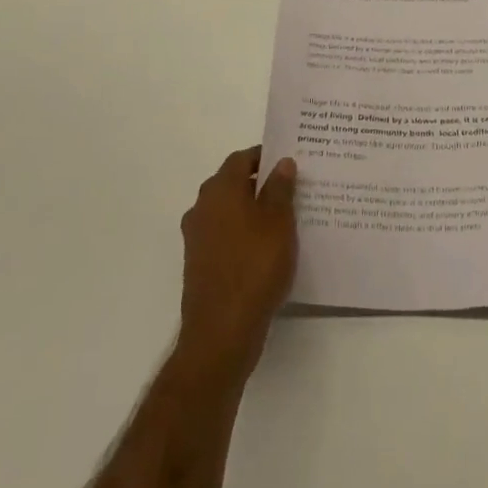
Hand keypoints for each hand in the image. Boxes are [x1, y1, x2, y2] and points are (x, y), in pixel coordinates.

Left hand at [176, 147, 297, 380]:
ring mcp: (197, 237)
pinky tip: (265, 248)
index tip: (287, 161)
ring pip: (227, 211)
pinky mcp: (199, 263)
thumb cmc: (255, 266)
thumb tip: (281, 162)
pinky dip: (242, 234)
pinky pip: (224, 236)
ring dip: (250, 210)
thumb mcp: (279, 222)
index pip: (241, 159)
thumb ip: (280, 188)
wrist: (221, 331)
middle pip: (231, 183)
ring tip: (283, 219)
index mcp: (220, 190)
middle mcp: (202, 207)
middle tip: (290, 188)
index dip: (263, 156)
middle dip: (258, 182)